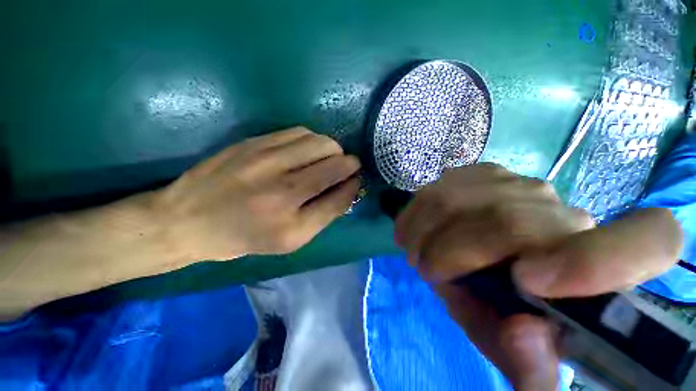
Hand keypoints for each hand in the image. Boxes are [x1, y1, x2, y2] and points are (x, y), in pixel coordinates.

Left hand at [152, 127, 360, 260]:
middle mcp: (283, 191)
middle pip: (336, 163)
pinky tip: (306, 150)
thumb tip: (348, 187)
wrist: (187, 220)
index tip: (356, 181)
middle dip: (349, 164)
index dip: (354, 185)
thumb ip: (323, 215)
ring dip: (333, 150)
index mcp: (292, 226)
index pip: (341, 197)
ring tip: (326, 159)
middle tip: (345, 168)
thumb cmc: (243, 237)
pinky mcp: (254, 142)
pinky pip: (300, 132)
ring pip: (321, 142)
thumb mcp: (289, 240)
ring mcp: (266, 161)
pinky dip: (312, 140)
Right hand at [394, 163, 682, 390]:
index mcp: (598, 272)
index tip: (527, 281)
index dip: (600, 259)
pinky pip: (444, 183)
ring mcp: (523, 184)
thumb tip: (524, 334)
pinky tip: (418, 223)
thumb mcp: (510, 349)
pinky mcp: (487, 172)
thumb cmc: (500, 311)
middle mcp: (568, 215)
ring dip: (425, 228)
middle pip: (505, 221)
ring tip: (415, 248)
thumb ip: (528, 366)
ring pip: (461, 196)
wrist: (483, 265)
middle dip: (448, 251)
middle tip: (424, 270)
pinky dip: (420, 207)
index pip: (652, 239)